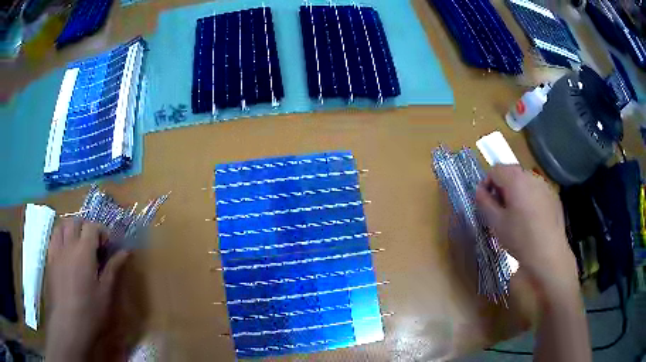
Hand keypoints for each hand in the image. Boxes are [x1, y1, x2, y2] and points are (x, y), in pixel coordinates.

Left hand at [46, 218, 128, 361]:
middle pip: (75, 222)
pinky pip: (53, 238)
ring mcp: (56, 251)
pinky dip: (61, 237)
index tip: (107, 246)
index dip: (101, 232)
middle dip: (86, 228)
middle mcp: (68, 245)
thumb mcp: (106, 292)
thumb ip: (113, 268)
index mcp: (84, 251)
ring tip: (78, 244)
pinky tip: (66, 252)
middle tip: (93, 245)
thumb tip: (125, 252)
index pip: (92, 227)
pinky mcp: (50, 260)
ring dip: (71, 229)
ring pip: (62, 226)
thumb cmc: (90, 310)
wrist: (67, 324)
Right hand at [475, 165, 577, 294]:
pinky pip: (537, 191)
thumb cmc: (520, 238)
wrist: (549, 254)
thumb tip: (479, 190)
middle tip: (500, 210)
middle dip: (502, 188)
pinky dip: (530, 198)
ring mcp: (545, 185)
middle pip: (511, 173)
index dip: (486, 184)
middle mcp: (531, 176)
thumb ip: (485, 203)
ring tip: (516, 215)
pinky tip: (532, 219)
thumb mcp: (496, 223)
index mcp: (516, 179)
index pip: (495, 170)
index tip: (486, 202)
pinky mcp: (554, 196)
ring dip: (517, 192)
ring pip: (525, 182)